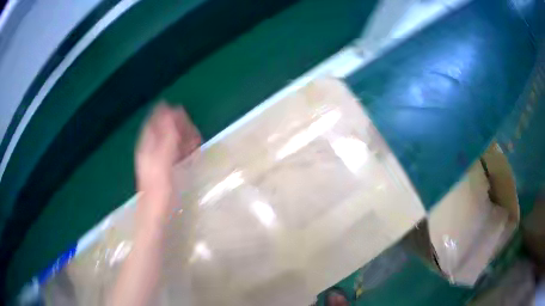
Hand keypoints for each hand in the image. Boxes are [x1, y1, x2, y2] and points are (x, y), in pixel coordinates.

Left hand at [135, 103, 200, 223]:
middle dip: (178, 126)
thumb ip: (167, 137)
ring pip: (169, 140)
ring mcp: (157, 159)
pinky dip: (182, 148)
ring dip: (182, 137)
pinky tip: (191, 152)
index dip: (167, 114)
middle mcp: (150, 149)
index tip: (183, 113)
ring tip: (195, 140)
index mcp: (147, 145)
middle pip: (163, 129)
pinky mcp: (164, 169)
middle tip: (193, 130)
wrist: (156, 214)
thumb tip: (173, 112)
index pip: (155, 121)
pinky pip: (173, 152)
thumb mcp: (163, 161)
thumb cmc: (159, 190)